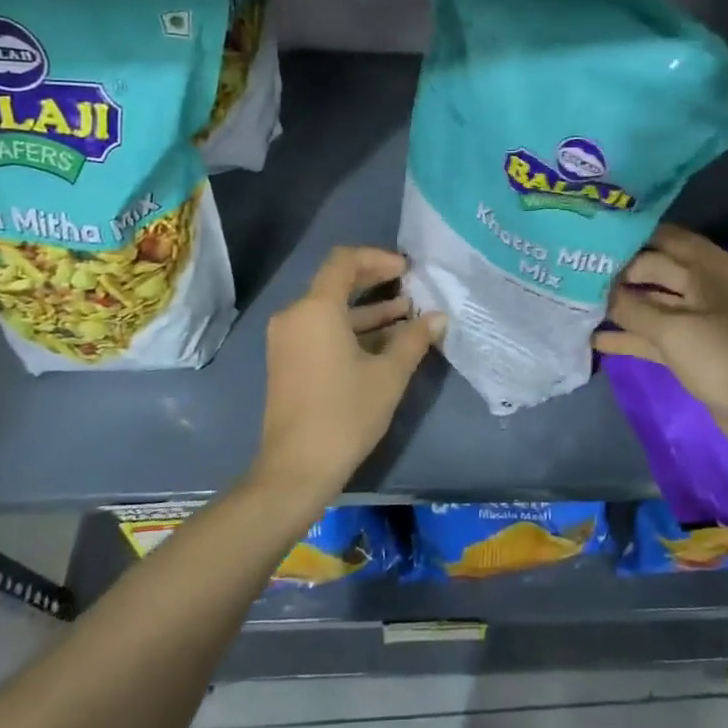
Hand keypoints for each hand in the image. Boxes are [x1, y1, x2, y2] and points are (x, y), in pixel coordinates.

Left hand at [252, 246, 445, 502]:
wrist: (297, 469)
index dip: (377, 258)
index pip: (344, 261)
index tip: (407, 269)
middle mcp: (295, 316)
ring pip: (331, 311)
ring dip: (367, 310)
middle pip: (336, 283)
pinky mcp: (288, 361)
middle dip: (374, 282)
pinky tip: (385, 341)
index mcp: (315, 309)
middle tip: (409, 285)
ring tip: (407, 314)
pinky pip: (322, 331)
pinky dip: (351, 330)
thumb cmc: (345, 413)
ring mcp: (288, 340)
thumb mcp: (388, 375)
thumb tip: (439, 318)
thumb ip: (413, 340)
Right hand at [594, 224, 727, 466]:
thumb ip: (631, 307)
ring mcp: (699, 316)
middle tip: (575, 272)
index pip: (661, 239)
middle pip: (654, 269)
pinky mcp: (693, 345)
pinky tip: (596, 339)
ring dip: (621, 305)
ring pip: (652, 302)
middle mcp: (705, 283)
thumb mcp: (672, 330)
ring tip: (577, 303)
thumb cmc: (723, 358)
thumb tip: (597, 291)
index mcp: (709, 266)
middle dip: (618, 273)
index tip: (588, 240)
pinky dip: (631, 335)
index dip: (626, 239)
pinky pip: (656, 332)